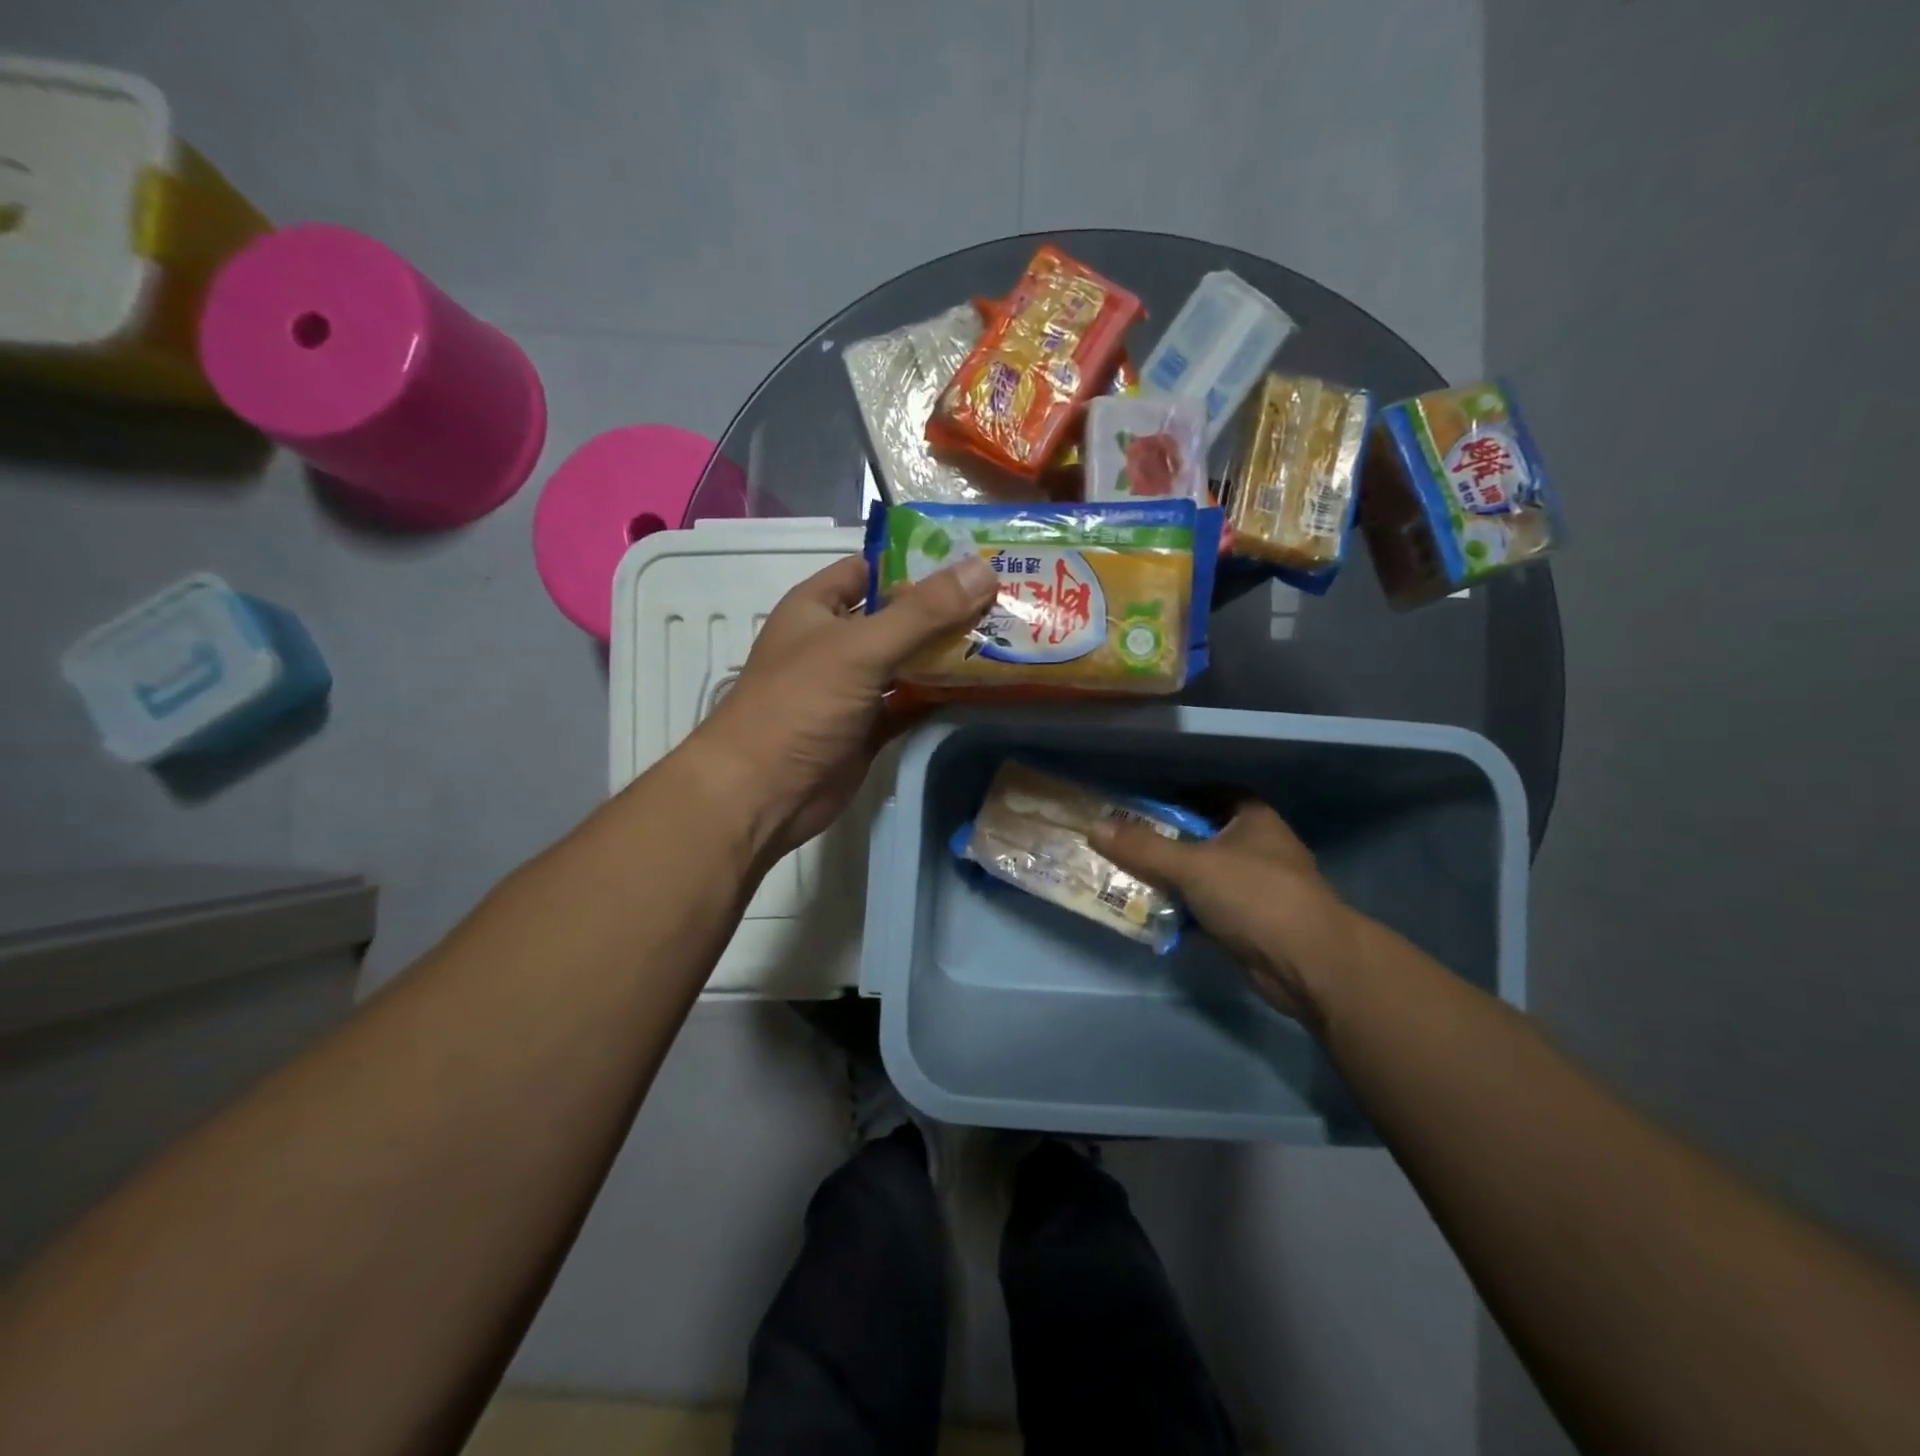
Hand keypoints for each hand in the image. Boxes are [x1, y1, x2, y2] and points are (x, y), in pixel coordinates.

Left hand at [688, 552, 997, 858]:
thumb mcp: (860, 647)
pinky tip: (985, 686)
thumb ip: (922, 612)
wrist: (763, 793)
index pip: (872, 568)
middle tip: (1008, 596)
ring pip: (910, 661)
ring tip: (1009, 635)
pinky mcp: (870, 727)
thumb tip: (983, 568)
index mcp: (819, 607)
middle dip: (946, 608)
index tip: (975, 555)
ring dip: (950, 653)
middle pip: (899, 616)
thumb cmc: (801, 704)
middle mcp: (837, 642)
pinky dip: (942, 696)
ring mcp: (854, 687)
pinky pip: (912, 703)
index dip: (918, 559)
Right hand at [1092, 801, 1361, 1028]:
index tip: (1143, 804)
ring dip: (1170, 879)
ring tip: (1126, 877)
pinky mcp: (1251, 924)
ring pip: (1203, 876)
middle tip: (1123, 843)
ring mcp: (1256, 889)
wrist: (1309, 965)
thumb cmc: (1255, 896)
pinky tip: (1151, 914)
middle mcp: (1257, 848)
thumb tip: (1094, 827)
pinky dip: (1182, 911)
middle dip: (1165, 841)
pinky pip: (1206, 909)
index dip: (1180, 795)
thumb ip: (1143, 847)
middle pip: (1202, 837)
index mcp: (1253, 820)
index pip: (1213, 794)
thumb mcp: (1192, 865)